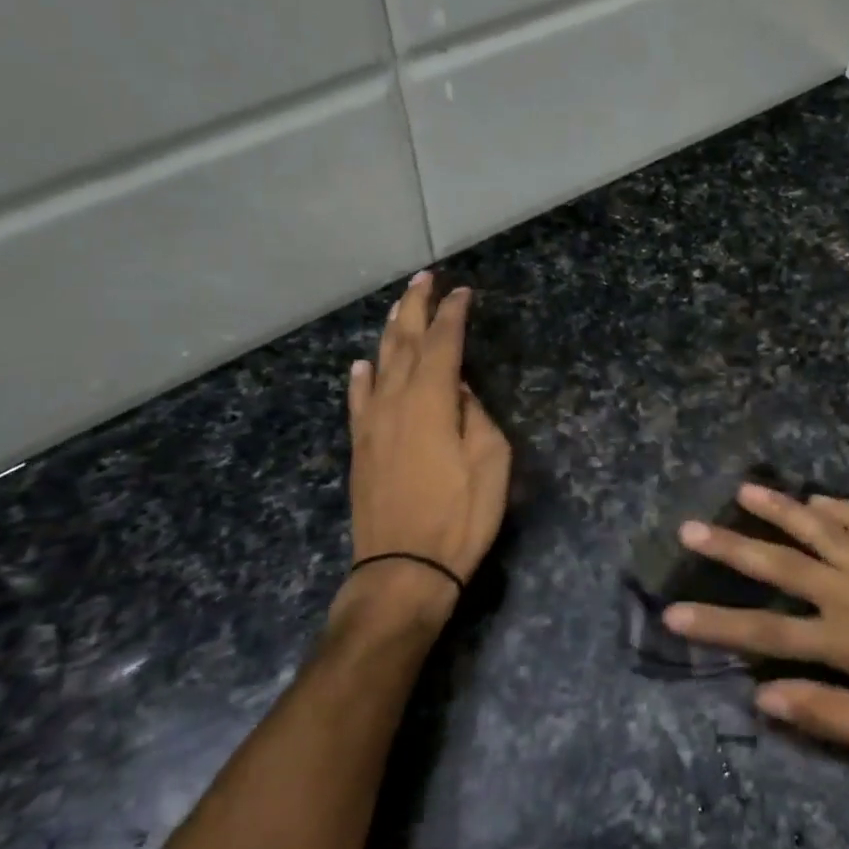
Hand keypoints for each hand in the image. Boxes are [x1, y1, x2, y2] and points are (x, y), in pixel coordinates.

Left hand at [340, 272, 511, 634]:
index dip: (453, 314)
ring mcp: (372, 425)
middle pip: (403, 343)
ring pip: (378, 365)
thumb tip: (459, 391)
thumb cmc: (459, 517)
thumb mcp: (491, 463)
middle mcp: (395, 402)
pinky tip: (360, 366)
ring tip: (399, 308)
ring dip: (389, 333)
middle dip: (415, 307)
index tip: (463, 292)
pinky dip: (360, 379)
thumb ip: (476, 416)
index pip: (443, 343)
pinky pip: (357, 402)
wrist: (403, 569)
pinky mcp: (360, 448)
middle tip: (426, 279)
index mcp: (431, 401)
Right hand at [662, 484, 848, 762]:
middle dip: (733, 548)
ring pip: (823, 529)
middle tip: (690, 528)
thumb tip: (763, 697)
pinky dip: (846, 508)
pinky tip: (822, 497)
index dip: (718, 623)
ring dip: (781, 509)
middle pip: (783, 566)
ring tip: (744, 489)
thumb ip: (829, 714)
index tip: (673, 613)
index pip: (768, 631)